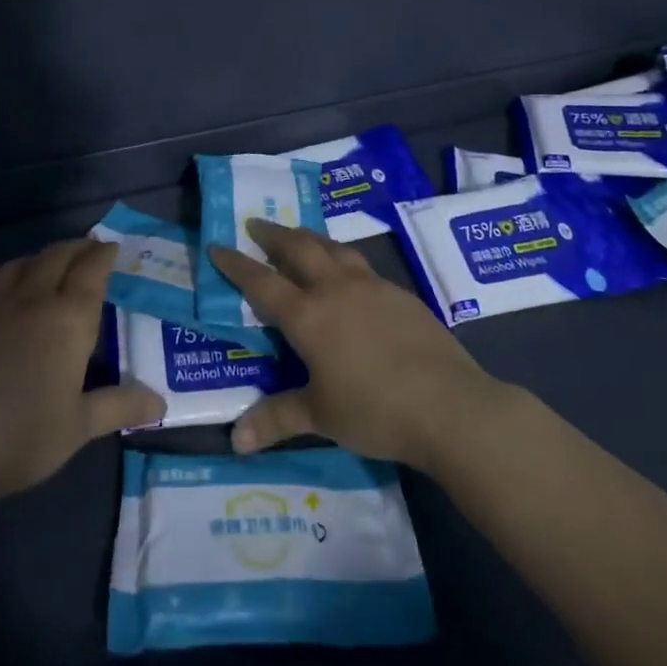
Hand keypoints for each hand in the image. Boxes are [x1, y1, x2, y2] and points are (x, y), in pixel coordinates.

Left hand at [0, 238, 164, 506]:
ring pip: (14, 269)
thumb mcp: (80, 426)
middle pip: (53, 259)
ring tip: (44, 264)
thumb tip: (160, 403)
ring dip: (35, 260)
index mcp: (67, 319)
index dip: (102, 255)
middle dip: (73, 248)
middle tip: (86, 246)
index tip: (112, 245)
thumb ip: (119, 407)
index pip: (90, 272)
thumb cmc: (22, 436)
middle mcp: (29, 304)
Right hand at [207, 220, 508, 472]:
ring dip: (310, 238)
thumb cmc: (374, 410)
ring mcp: (372, 286)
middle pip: (299, 247)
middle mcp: (336, 289)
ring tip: (299, 237)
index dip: (236, 264)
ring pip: (333, 248)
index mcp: (308, 315)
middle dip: (274, 234)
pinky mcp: (400, 293)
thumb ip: (277, 419)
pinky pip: (361, 265)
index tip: (218, 246)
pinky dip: (342, 259)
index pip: (261, 281)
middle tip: (257, 225)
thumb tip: (235, 440)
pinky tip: (347, 274)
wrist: (448, 404)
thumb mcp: (320, 416)